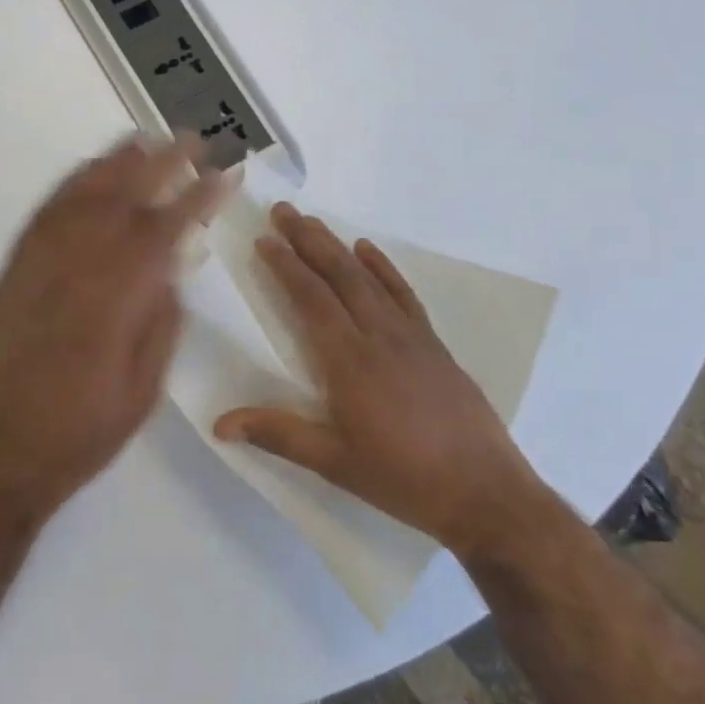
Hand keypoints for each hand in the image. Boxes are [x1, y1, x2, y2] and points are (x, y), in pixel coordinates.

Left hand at [0, 136, 224, 530]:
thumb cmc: (81, 432)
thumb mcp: (141, 387)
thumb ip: (159, 320)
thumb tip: (170, 268)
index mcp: (116, 296)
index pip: (166, 229)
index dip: (199, 198)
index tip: (226, 175)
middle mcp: (76, 265)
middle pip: (123, 197)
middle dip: (161, 163)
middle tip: (191, 139)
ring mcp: (38, 264)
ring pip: (81, 196)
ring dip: (115, 163)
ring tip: (143, 140)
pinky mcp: (13, 271)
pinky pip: (45, 213)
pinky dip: (72, 186)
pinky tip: (88, 176)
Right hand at [215, 203, 541, 554]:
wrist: (485, 493)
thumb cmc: (403, 479)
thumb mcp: (334, 463)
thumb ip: (277, 435)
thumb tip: (219, 424)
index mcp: (349, 362)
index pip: (311, 300)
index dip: (286, 267)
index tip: (264, 240)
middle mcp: (379, 337)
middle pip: (339, 276)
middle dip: (308, 240)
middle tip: (283, 210)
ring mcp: (411, 336)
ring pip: (368, 278)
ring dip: (339, 247)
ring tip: (314, 223)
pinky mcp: (434, 344)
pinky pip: (403, 294)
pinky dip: (384, 267)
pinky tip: (369, 250)